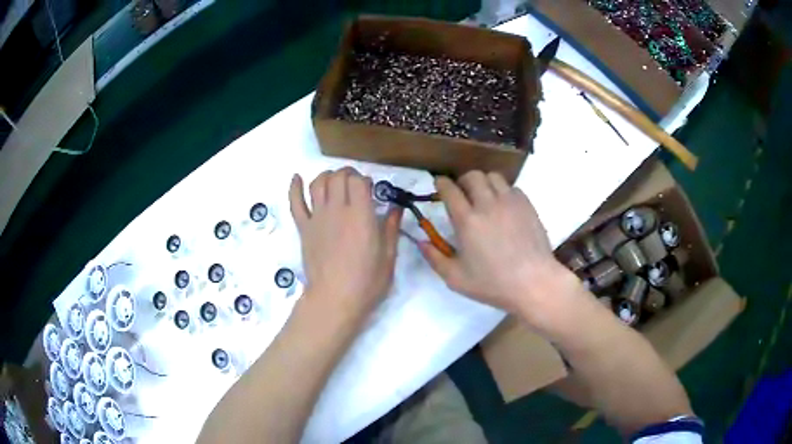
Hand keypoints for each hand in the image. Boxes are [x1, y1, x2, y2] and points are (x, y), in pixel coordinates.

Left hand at [289, 168, 402, 318]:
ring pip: (317, 184)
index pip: (358, 180)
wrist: (335, 300)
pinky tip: (296, 178)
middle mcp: (337, 209)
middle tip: (354, 185)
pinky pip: (295, 203)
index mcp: (361, 215)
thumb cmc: (367, 282)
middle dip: (347, 174)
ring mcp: (317, 218)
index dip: (364, 178)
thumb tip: (396, 208)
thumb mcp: (388, 256)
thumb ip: (391, 228)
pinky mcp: (303, 228)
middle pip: (337, 177)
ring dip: (326, 177)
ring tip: (334, 182)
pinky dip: (294, 187)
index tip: (370, 188)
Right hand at [419, 171, 575, 315]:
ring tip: (484, 197)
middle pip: (472, 176)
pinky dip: (503, 191)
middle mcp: (488, 204)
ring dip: (484, 183)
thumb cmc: (493, 284)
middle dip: (463, 181)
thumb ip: (435, 258)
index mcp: (467, 220)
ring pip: (493, 177)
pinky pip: (512, 187)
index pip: (449, 189)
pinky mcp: (527, 205)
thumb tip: (421, 241)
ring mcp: (510, 202)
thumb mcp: (456, 279)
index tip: (439, 185)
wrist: (533, 283)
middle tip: (462, 193)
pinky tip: (504, 206)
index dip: (441, 184)